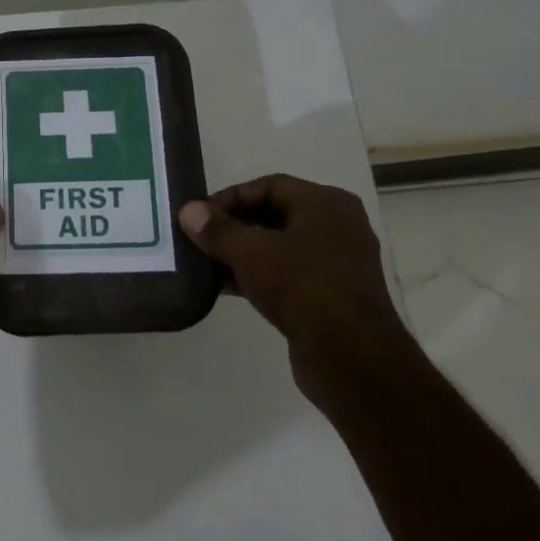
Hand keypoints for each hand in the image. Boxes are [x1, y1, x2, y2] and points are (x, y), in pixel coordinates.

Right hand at [179, 175, 406, 386]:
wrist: (351, 355)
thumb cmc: (303, 287)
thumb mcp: (251, 252)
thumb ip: (217, 230)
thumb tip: (188, 211)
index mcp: (326, 204)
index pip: (269, 185)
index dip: (230, 197)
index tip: (199, 218)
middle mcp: (336, 227)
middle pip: (273, 214)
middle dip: (232, 226)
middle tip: (198, 240)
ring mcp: (335, 263)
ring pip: (277, 247)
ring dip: (240, 254)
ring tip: (204, 264)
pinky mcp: (328, 295)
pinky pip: (285, 274)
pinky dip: (255, 276)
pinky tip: (224, 288)